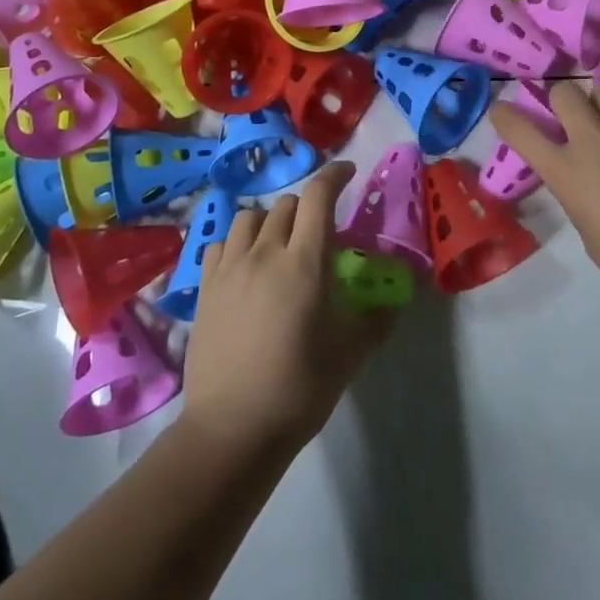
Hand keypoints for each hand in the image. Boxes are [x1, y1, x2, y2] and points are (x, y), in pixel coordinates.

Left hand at [182, 162, 393, 451]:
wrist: (233, 428)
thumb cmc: (300, 388)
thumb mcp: (350, 355)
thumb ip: (376, 321)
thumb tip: (394, 303)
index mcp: (305, 263)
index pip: (318, 196)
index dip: (334, 175)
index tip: (347, 172)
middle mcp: (265, 253)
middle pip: (286, 205)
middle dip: (307, 207)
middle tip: (319, 231)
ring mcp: (229, 269)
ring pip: (249, 217)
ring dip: (269, 221)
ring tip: (278, 245)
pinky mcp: (205, 289)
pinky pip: (219, 243)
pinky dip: (236, 242)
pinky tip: (244, 264)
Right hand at [490, 84, 599, 316]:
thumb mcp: (589, 231)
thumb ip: (578, 192)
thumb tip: (583, 175)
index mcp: (567, 172)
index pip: (520, 129)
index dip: (505, 116)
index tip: (503, 112)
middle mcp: (595, 139)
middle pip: (565, 92)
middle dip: (563, 104)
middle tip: (574, 124)